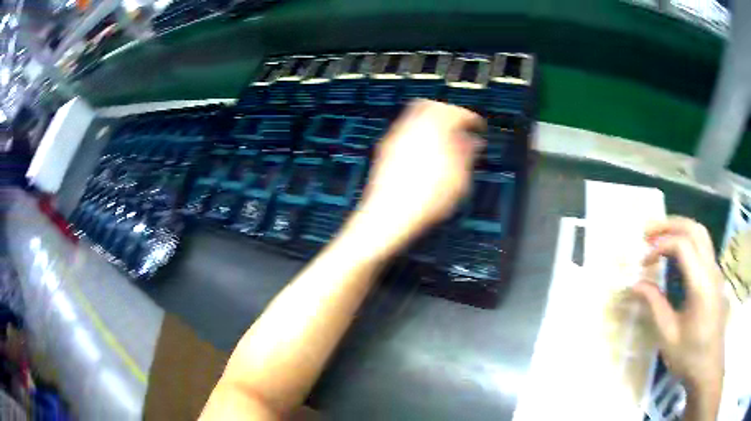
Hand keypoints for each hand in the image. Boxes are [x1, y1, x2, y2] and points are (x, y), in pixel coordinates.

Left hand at [349, 100, 484, 257]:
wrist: (388, 215)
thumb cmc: (425, 201)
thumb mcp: (458, 180)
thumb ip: (466, 155)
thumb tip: (472, 142)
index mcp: (434, 130)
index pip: (455, 112)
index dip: (470, 118)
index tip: (477, 126)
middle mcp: (412, 127)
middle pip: (431, 106)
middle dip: (448, 113)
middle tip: (459, 127)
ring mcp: (395, 137)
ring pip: (415, 116)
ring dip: (432, 123)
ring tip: (445, 142)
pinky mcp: (385, 149)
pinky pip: (405, 131)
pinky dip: (419, 134)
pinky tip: (426, 154)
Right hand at [632, 217, 726, 418]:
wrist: (708, 367)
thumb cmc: (689, 356)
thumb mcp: (668, 336)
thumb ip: (654, 305)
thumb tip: (636, 284)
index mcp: (701, 284)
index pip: (682, 245)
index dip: (660, 246)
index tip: (643, 263)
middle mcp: (711, 270)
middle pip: (694, 229)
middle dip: (670, 225)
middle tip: (648, 232)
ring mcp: (716, 271)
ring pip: (701, 234)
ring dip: (680, 229)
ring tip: (660, 237)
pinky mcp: (716, 277)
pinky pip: (703, 247)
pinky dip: (687, 240)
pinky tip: (676, 255)